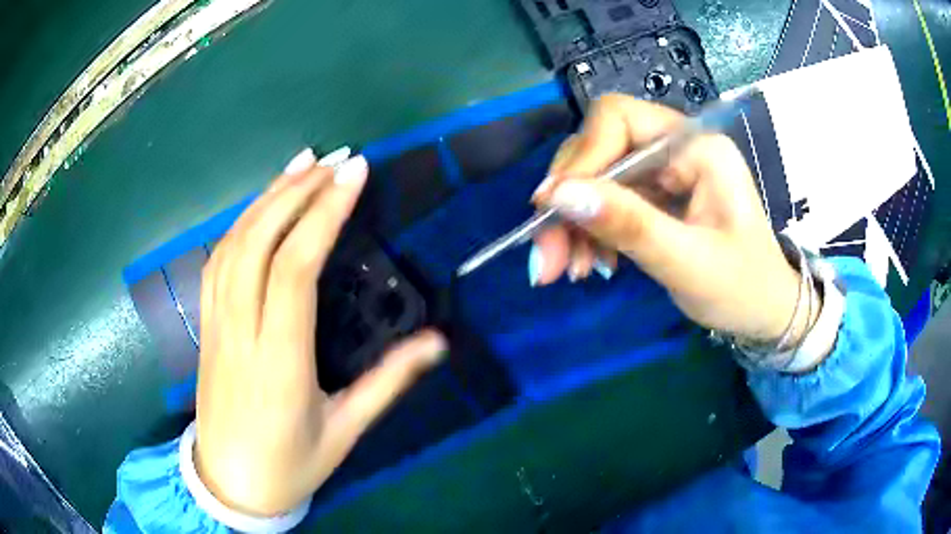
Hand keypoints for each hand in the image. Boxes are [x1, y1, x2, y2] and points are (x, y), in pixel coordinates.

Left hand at [194, 149, 446, 515]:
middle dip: (297, 191)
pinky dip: (240, 223)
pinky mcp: (205, 325)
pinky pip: (217, 261)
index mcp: (279, 361)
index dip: (323, 214)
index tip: (353, 174)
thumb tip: (438, 343)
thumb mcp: (345, 431)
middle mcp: (240, 331)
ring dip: (266, 197)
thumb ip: (388, 383)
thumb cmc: (290, 464)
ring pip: (233, 244)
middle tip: (335, 159)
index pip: (295, 268)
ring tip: (300, 164)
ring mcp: (216, 325)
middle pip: (259, 242)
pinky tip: (260, 205)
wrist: (229, 483)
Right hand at [531, 95, 805, 342]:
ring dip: (573, 223)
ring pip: (595, 178)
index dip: (580, 158)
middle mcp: (676, 147)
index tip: (551, 210)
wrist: (765, 311)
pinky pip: (606, 201)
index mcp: (697, 146)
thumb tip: (558, 196)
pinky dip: (589, 232)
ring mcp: (664, 171)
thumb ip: (629, 226)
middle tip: (547, 258)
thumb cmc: (742, 288)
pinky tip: (591, 263)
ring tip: (568, 270)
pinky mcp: (655, 195)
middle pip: (599, 149)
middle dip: (568, 201)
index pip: (619, 119)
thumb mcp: (689, 263)